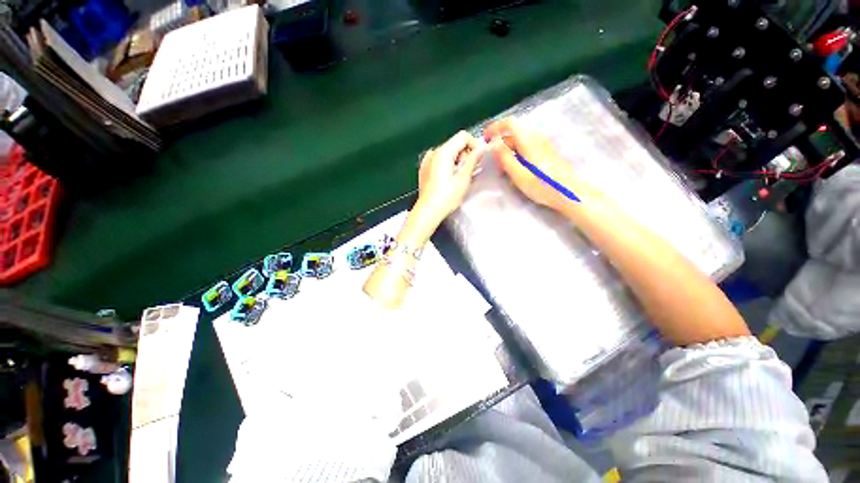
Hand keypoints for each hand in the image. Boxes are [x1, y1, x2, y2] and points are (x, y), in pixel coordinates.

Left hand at [414, 131, 482, 227]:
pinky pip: (439, 161)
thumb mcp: (463, 179)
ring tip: (459, 178)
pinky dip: (447, 165)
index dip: (474, 144)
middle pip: (455, 144)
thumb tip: (483, 148)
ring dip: (457, 161)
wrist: (428, 211)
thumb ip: (473, 160)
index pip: (463, 136)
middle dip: (465, 154)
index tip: (480, 157)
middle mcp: (433, 152)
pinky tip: (449, 179)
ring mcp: (427, 161)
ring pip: (447, 153)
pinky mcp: (424, 169)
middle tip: (470, 171)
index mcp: (443, 152)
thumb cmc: (446, 197)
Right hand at [484, 119, 581, 210]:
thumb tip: (494, 144)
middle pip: (513, 134)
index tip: (485, 139)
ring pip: (520, 142)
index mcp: (528, 141)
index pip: (509, 123)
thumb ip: (505, 158)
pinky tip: (517, 171)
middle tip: (496, 166)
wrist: (568, 192)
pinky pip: (527, 148)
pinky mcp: (546, 152)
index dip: (495, 128)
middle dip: (501, 146)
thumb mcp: (518, 175)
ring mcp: (543, 144)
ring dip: (509, 152)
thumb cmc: (542, 185)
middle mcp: (536, 138)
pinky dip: (517, 155)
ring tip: (505, 171)